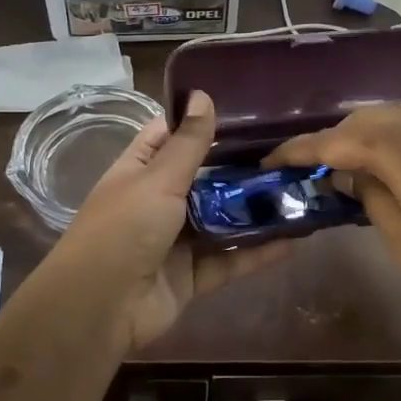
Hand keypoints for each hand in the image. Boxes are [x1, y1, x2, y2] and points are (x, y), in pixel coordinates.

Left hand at [49, 92, 283, 351]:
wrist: (101, 308)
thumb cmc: (124, 229)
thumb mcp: (158, 179)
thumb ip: (188, 143)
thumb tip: (202, 93)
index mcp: (140, 171)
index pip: (170, 136)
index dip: (200, 122)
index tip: (244, 110)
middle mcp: (158, 202)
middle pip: (204, 179)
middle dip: (240, 167)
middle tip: (287, 149)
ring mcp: (176, 241)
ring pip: (221, 220)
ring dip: (254, 210)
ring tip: (299, 190)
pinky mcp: (193, 276)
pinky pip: (231, 260)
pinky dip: (260, 252)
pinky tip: (296, 238)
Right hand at [266, 99, 400, 327]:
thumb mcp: (400, 232)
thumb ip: (367, 193)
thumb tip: (346, 172)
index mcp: (397, 145)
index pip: (334, 140)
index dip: (299, 150)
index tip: (270, 159)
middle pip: (360, 120)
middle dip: (330, 139)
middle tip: (305, 166)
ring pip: (388, 116)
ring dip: (360, 133)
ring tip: (341, 160)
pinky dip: (388, 134)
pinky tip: (382, 157)